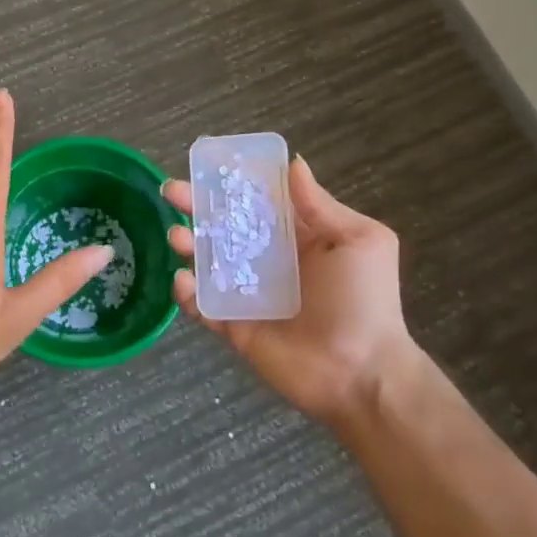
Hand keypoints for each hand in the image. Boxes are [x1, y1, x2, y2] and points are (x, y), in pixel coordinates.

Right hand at [167, 156, 423, 425]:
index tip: (205, 164)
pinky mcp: (235, 326)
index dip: (231, 182)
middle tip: (171, 191)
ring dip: (187, 244)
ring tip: (178, 236)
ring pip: (207, 261)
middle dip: (195, 205)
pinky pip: (204, 306)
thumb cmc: (365, 300)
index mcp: (296, 235)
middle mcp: (268, 259)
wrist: (363, 373)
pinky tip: (183, 280)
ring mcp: (248, 293)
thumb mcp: (359, 241)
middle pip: (224, 225)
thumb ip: (320, 205)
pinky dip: (187, 293)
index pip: (256, 200)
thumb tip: (294, 163)